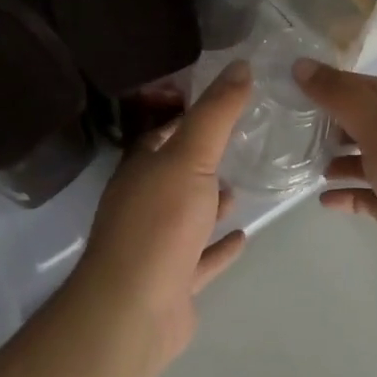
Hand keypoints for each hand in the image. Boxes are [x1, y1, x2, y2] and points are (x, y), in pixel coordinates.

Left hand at [74, 61, 251, 367]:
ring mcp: (156, 245)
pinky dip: (220, 247)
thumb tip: (240, 64)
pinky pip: (201, 258)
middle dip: (204, 161)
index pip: (164, 133)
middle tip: (241, 143)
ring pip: (188, 216)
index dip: (190, 117)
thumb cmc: (160, 223)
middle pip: (176, 174)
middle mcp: (143, 203)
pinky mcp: (172, 282)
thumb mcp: (191, 156)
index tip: (224, 103)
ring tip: (242, 187)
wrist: (132, 312)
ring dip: (211, 203)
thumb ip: (216, 113)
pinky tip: (244, 237)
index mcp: (141, 170)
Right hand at [295, 60, 376, 297]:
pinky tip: (323, 199)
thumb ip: (338, 95)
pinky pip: (363, 196)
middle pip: (358, 121)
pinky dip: (344, 194)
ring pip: (359, 159)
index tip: (292, 83)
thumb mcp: (376, 123)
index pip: (359, 85)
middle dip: (327, 121)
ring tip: (302, 161)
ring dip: (334, 158)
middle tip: (289, 124)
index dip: (329, 82)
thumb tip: (299, 64)